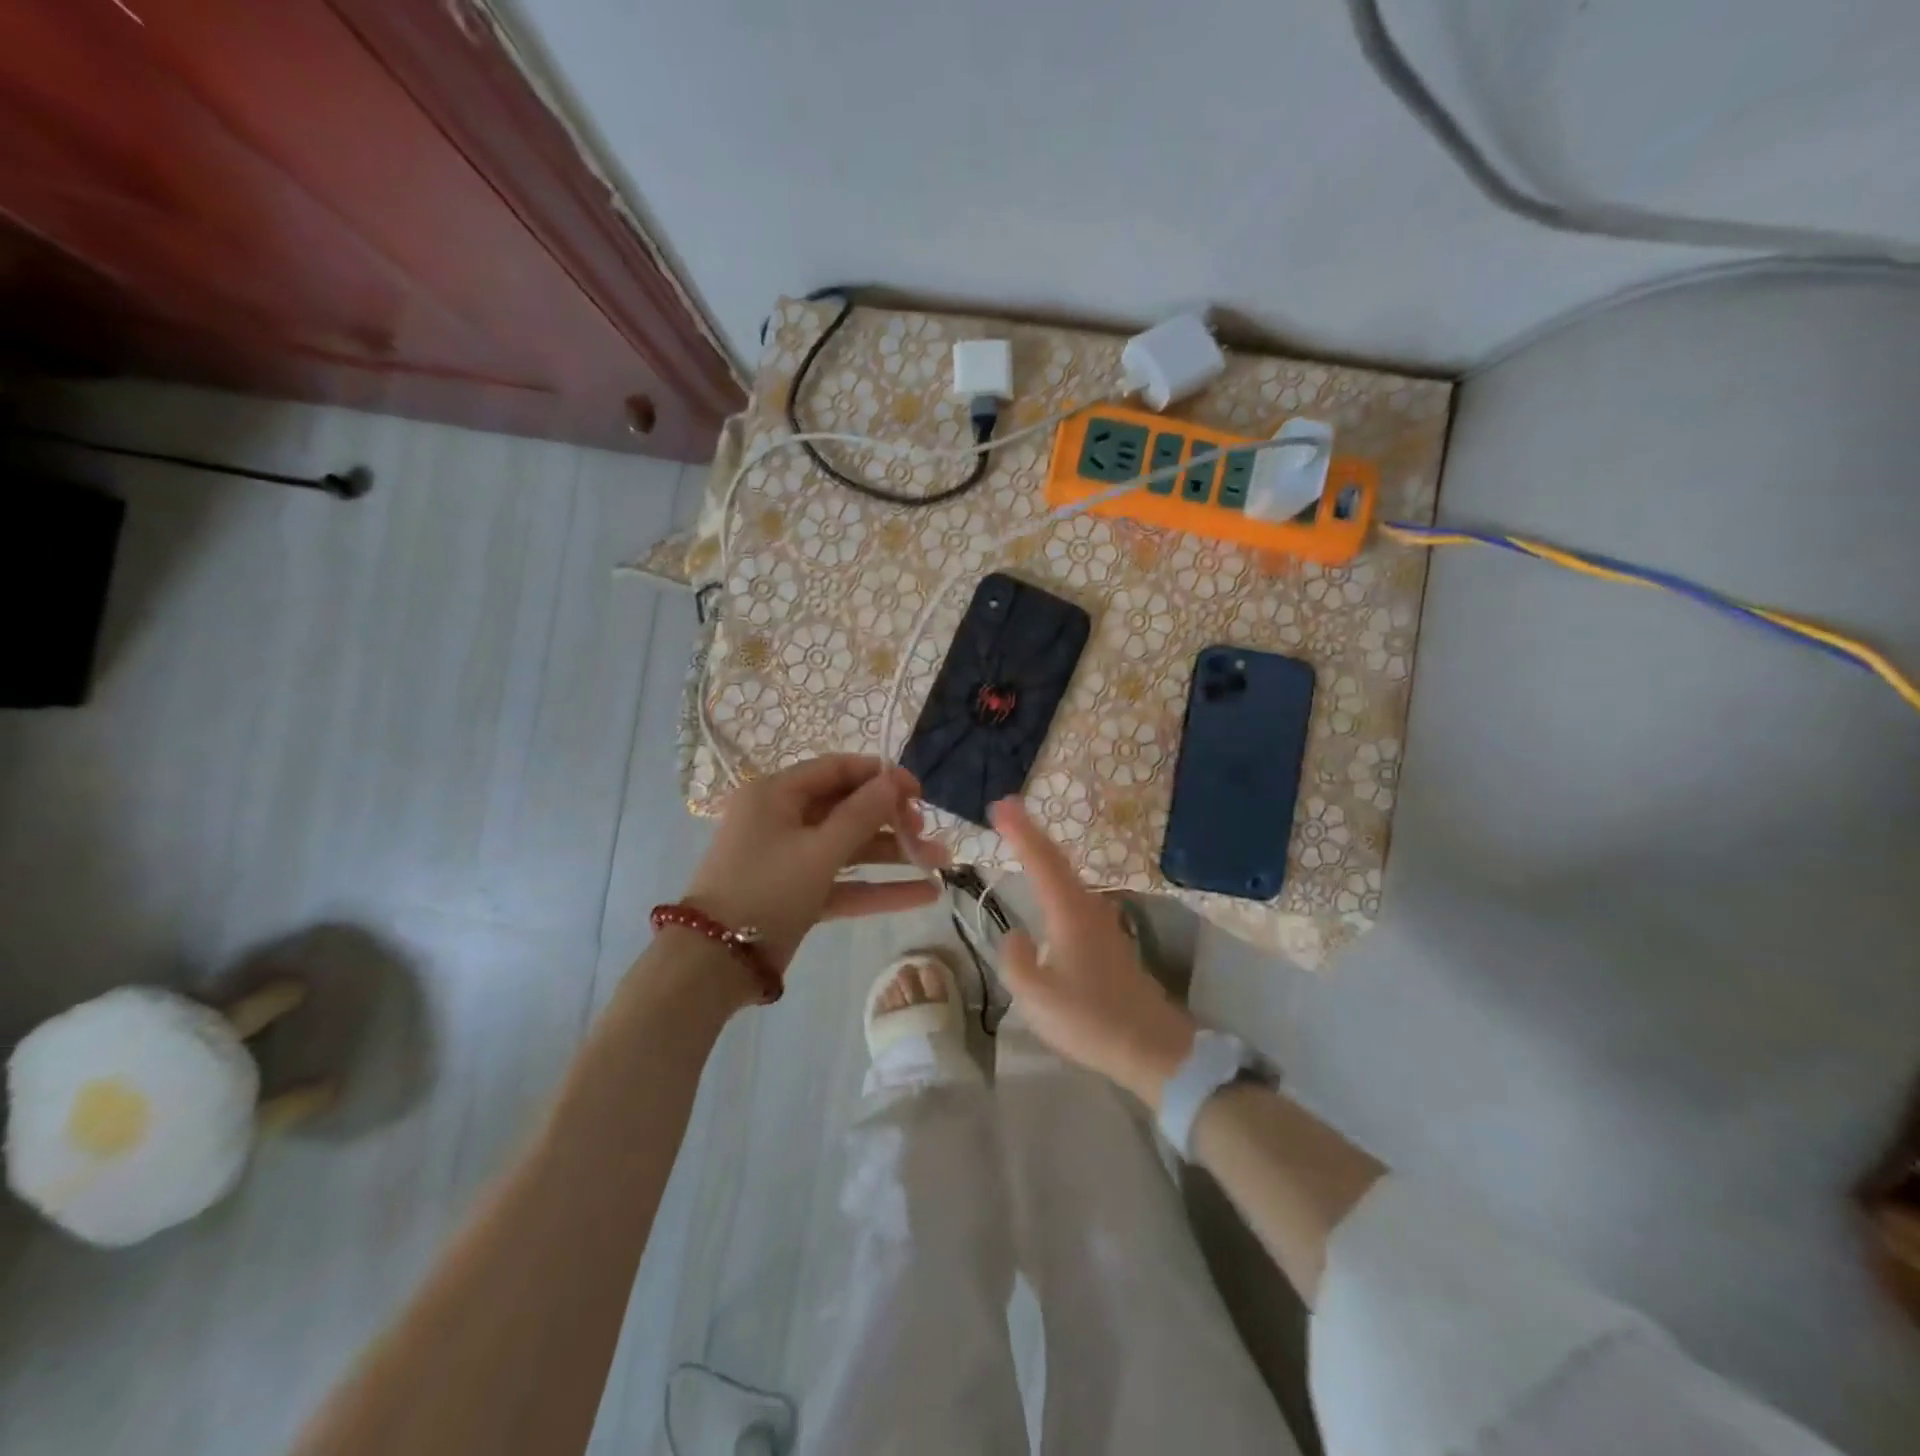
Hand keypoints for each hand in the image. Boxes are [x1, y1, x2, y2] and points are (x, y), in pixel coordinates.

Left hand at [684, 755, 946, 971]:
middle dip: (891, 820)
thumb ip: (861, 814)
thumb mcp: (818, 850)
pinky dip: (877, 887)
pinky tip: (923, 894)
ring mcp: (791, 858)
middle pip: (847, 809)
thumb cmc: (765, 890)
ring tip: (941, 861)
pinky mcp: (798, 893)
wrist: (714, 965)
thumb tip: (894, 779)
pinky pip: (843, 882)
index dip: (880, 776)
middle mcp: (782, 818)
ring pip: (849, 847)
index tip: (918, 791)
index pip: (836, 770)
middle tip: (925, 831)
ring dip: (892, 855)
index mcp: (777, 794)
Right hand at [990, 797, 1195, 1107]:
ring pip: (1068, 878)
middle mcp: (1089, 908)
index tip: (1000, 804)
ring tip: (1022, 843)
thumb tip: (1018, 936)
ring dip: (1045, 857)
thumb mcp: (1036, 997)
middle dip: (1031, 834)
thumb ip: (1017, 961)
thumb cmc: (1090, 1020)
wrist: (1153, 1048)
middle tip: (1006, 812)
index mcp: (1069, 913)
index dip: (1019, 830)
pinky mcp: (1110, 943)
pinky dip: (1056, 882)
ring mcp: (1104, 924)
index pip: (1040, 860)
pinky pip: (1075, 898)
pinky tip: (1050, 893)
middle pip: (1057, 861)